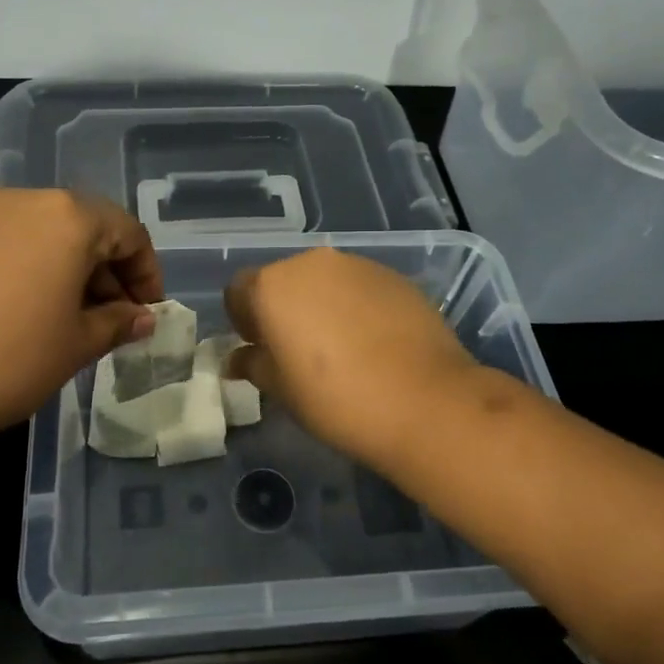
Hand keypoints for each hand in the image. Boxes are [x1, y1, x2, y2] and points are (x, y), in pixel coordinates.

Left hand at [0, 190, 162, 474]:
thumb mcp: (75, 346)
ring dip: (70, 272)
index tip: (149, 313)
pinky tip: (22, 316)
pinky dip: (31, 271)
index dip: (147, 273)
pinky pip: (7, 245)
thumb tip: (143, 317)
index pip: (128, 233)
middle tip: (113, 321)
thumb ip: (117, 323)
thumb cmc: (4, 362)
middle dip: (109, 272)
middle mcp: (24, 201)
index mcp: (67, 216)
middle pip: (86, 227)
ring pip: (45, 235)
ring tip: (69, 323)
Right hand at [224, 246, 479, 467]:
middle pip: (284, 280)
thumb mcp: (282, 390)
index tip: (260, 348)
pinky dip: (356, 306)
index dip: (244, 319)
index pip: (239, 290)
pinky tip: (373, 342)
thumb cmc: (336, 399)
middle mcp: (311, 263)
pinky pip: (359, 287)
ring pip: (324, 280)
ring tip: (340, 347)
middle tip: (298, 351)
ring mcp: (356, 265)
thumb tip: (238, 358)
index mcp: (273, 286)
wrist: (425, 400)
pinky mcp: (393, 276)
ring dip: (321, 304)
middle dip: (284, 309)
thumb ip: (254, 364)